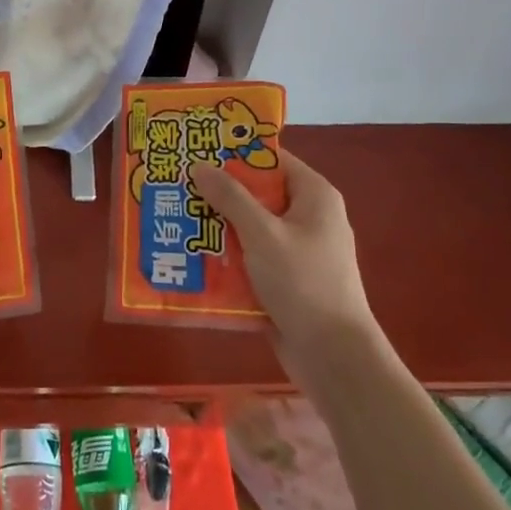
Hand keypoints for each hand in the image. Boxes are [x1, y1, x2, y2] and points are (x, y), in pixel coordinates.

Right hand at [190, 149, 372, 379]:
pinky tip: (192, 257)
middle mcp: (308, 217)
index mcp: (314, 196)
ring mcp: (297, 251)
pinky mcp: (285, 280)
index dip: (236, 153)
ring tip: (176, 218)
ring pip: (250, 227)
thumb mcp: (262, 233)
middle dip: (219, 192)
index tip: (198, 151)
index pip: (271, 159)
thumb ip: (230, 197)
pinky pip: (251, 257)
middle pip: (257, 193)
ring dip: (218, 226)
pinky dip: (227, 256)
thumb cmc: (303, 283)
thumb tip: (199, 165)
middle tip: (177, 185)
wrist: (334, 358)